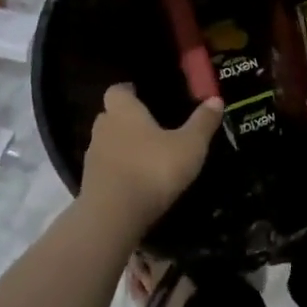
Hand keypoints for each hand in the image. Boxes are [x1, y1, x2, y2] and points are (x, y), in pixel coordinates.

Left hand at [81, 85, 222, 230]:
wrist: (113, 216)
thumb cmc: (153, 169)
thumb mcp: (189, 146)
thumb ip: (202, 123)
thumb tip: (216, 99)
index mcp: (124, 110)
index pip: (118, 90)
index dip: (129, 91)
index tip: (141, 93)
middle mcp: (104, 128)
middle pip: (110, 116)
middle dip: (126, 119)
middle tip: (149, 125)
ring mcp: (93, 157)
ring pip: (107, 143)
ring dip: (122, 147)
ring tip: (145, 155)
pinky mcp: (90, 184)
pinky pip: (105, 169)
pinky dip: (118, 171)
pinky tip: (136, 181)